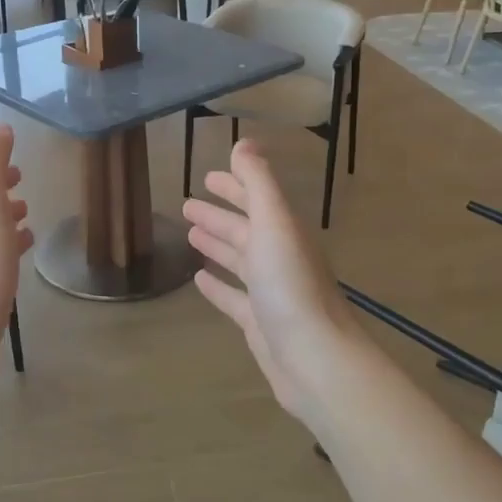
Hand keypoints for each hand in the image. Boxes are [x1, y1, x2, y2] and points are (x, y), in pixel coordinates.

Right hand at [183, 140, 365, 430]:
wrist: (314, 359)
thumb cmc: (290, 286)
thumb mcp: (274, 224)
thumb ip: (259, 182)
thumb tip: (244, 143)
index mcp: (284, 232)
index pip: (257, 199)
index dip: (235, 185)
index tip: (208, 176)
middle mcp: (280, 258)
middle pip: (246, 229)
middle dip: (219, 215)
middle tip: (187, 205)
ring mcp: (271, 292)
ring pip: (239, 261)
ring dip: (217, 245)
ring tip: (189, 235)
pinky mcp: (260, 324)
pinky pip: (234, 297)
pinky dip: (217, 286)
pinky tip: (198, 280)